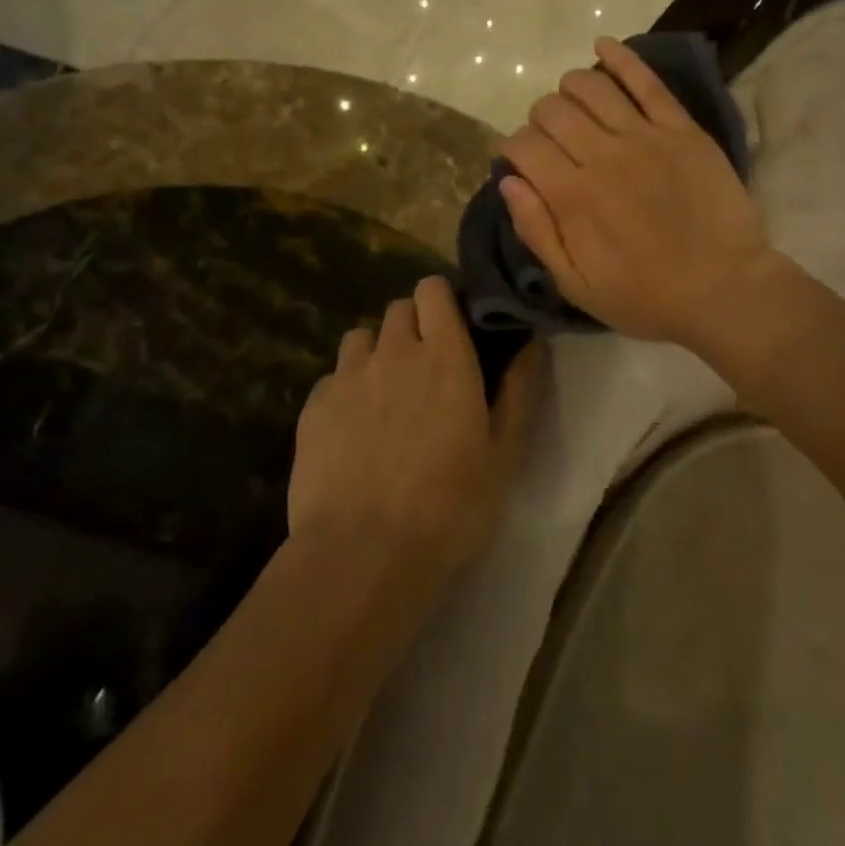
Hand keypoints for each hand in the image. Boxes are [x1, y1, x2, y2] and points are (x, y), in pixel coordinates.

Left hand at [289, 277, 541, 582]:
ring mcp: (347, 377)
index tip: (455, 326)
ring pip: (361, 338)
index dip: (442, 300)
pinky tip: (353, 428)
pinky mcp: (313, 408)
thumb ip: (519, 389)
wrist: (363, 555)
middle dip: (413, 325)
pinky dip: (346, 389)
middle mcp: (393, 352)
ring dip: (377, 352)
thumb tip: (531, 342)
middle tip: (427, 366)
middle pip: (398, 309)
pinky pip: (332, 377)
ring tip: (387, 393)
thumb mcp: (504, 453)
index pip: (433, 289)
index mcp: (444, 355)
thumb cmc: (450, 505)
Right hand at [498, 37, 778, 350]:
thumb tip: (508, 181)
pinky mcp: (681, 129)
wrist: (724, 290)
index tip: (520, 162)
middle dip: (539, 120)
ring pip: (590, 86)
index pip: (523, 145)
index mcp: (572, 196)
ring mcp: (645, 136)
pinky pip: (646, 81)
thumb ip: (537, 231)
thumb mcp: (576, 285)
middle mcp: (602, 155)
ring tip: (571, 103)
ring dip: (569, 87)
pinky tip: (602, 45)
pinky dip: (620, 57)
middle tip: (550, 141)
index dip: (512, 148)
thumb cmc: (646, 296)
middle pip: (552, 110)